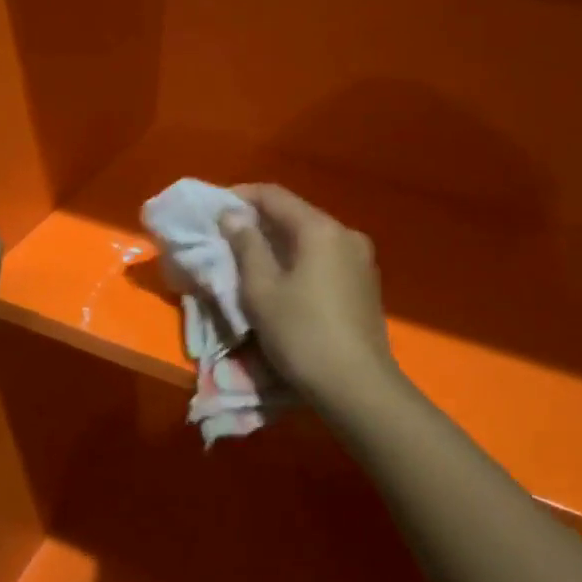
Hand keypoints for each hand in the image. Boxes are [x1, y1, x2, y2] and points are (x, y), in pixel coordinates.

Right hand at [221, 185, 398, 407]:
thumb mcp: (262, 290)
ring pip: (312, 238)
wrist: (357, 386)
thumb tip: (232, 215)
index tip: (215, 208)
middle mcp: (346, 234)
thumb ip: (246, 246)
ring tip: (252, 258)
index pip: (275, 196)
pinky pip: (325, 258)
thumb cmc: (302, 334)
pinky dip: (300, 259)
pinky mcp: (366, 284)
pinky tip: (284, 279)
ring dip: (280, 242)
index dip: (242, 196)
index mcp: (321, 229)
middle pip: (296, 214)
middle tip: (228, 235)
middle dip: (260, 220)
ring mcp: (361, 260)